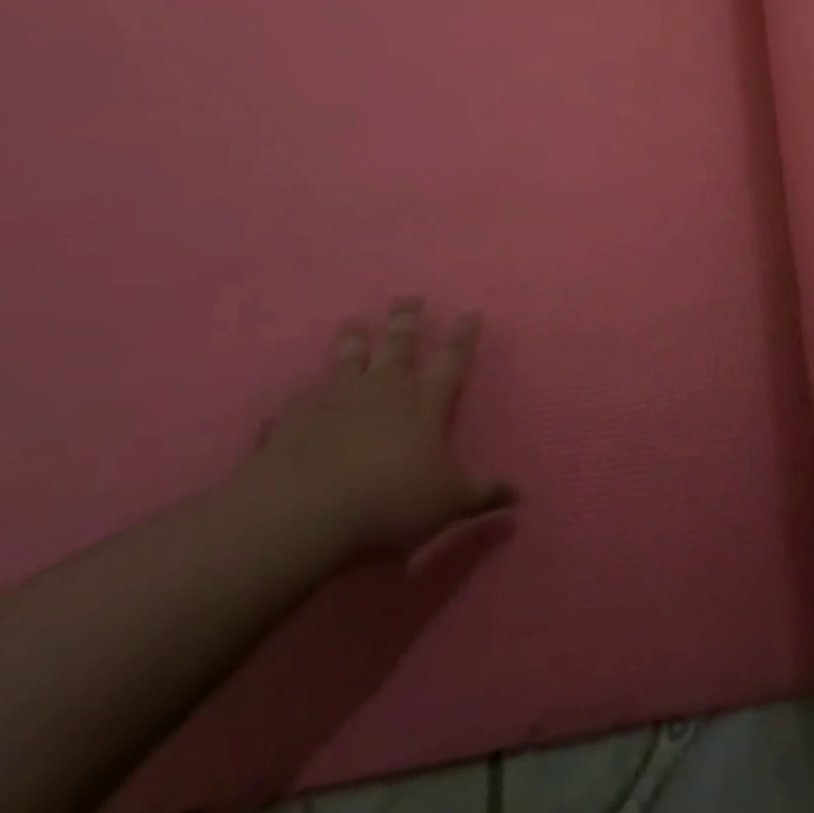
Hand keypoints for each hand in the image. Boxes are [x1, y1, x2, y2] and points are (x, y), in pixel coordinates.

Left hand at [245, 300, 513, 557]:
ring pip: (348, 357)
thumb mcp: (447, 504)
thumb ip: (483, 494)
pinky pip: (299, 399)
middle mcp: (383, 387)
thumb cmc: (388, 503)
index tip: (471, 313)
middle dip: (406, 319)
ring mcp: (335, 397)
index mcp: (425, 400)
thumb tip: (520, 495)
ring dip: (353, 339)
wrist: (300, 514)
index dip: (463, 335)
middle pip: (398, 342)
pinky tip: (297, 397)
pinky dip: (301, 396)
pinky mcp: (293, 417)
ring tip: (354, 323)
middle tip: (408, 298)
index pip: (452, 358)